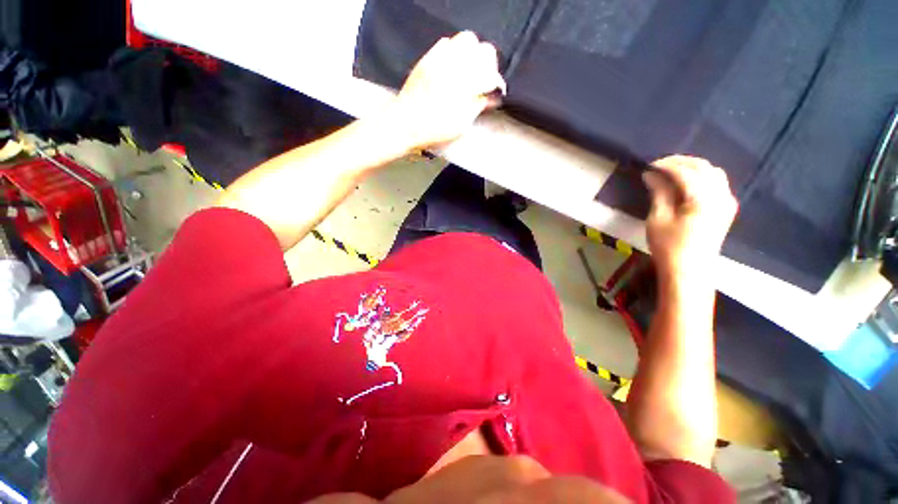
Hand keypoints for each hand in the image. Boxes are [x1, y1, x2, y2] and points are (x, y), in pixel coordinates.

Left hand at [389, 31, 505, 149]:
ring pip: (467, 40)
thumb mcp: (461, 124)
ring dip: (473, 54)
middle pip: (484, 50)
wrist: (406, 123)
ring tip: (470, 70)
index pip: (492, 73)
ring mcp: (441, 57)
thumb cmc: (434, 129)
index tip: (495, 92)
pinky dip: (455, 51)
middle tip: (485, 79)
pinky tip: (453, 67)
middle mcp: (456, 65)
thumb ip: (478, 106)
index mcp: (466, 84)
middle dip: (489, 64)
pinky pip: (447, 42)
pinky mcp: (428, 57)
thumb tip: (492, 97)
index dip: (496, 83)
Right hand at [643, 156, 737, 279]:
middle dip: (681, 162)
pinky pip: (717, 184)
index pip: (685, 171)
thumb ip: (659, 192)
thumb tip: (651, 174)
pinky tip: (688, 183)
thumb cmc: (669, 246)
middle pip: (703, 167)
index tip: (648, 166)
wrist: (689, 271)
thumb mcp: (658, 218)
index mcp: (703, 197)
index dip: (665, 165)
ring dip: (693, 168)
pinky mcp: (726, 209)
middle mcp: (721, 195)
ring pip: (713, 173)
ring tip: (672, 172)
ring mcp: (727, 202)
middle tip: (659, 165)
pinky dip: (702, 177)